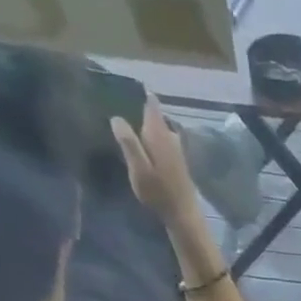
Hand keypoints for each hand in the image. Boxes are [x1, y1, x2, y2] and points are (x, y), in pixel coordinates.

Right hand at [112, 96, 197, 214]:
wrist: (183, 216)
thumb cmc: (159, 192)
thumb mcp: (138, 168)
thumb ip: (128, 142)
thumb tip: (116, 117)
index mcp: (159, 134)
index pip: (152, 104)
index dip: (142, 93)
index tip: (128, 84)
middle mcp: (170, 137)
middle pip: (155, 116)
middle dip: (141, 109)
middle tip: (121, 103)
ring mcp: (177, 150)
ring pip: (160, 130)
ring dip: (147, 126)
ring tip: (130, 122)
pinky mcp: (179, 163)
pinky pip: (164, 143)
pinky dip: (154, 139)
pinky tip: (145, 145)